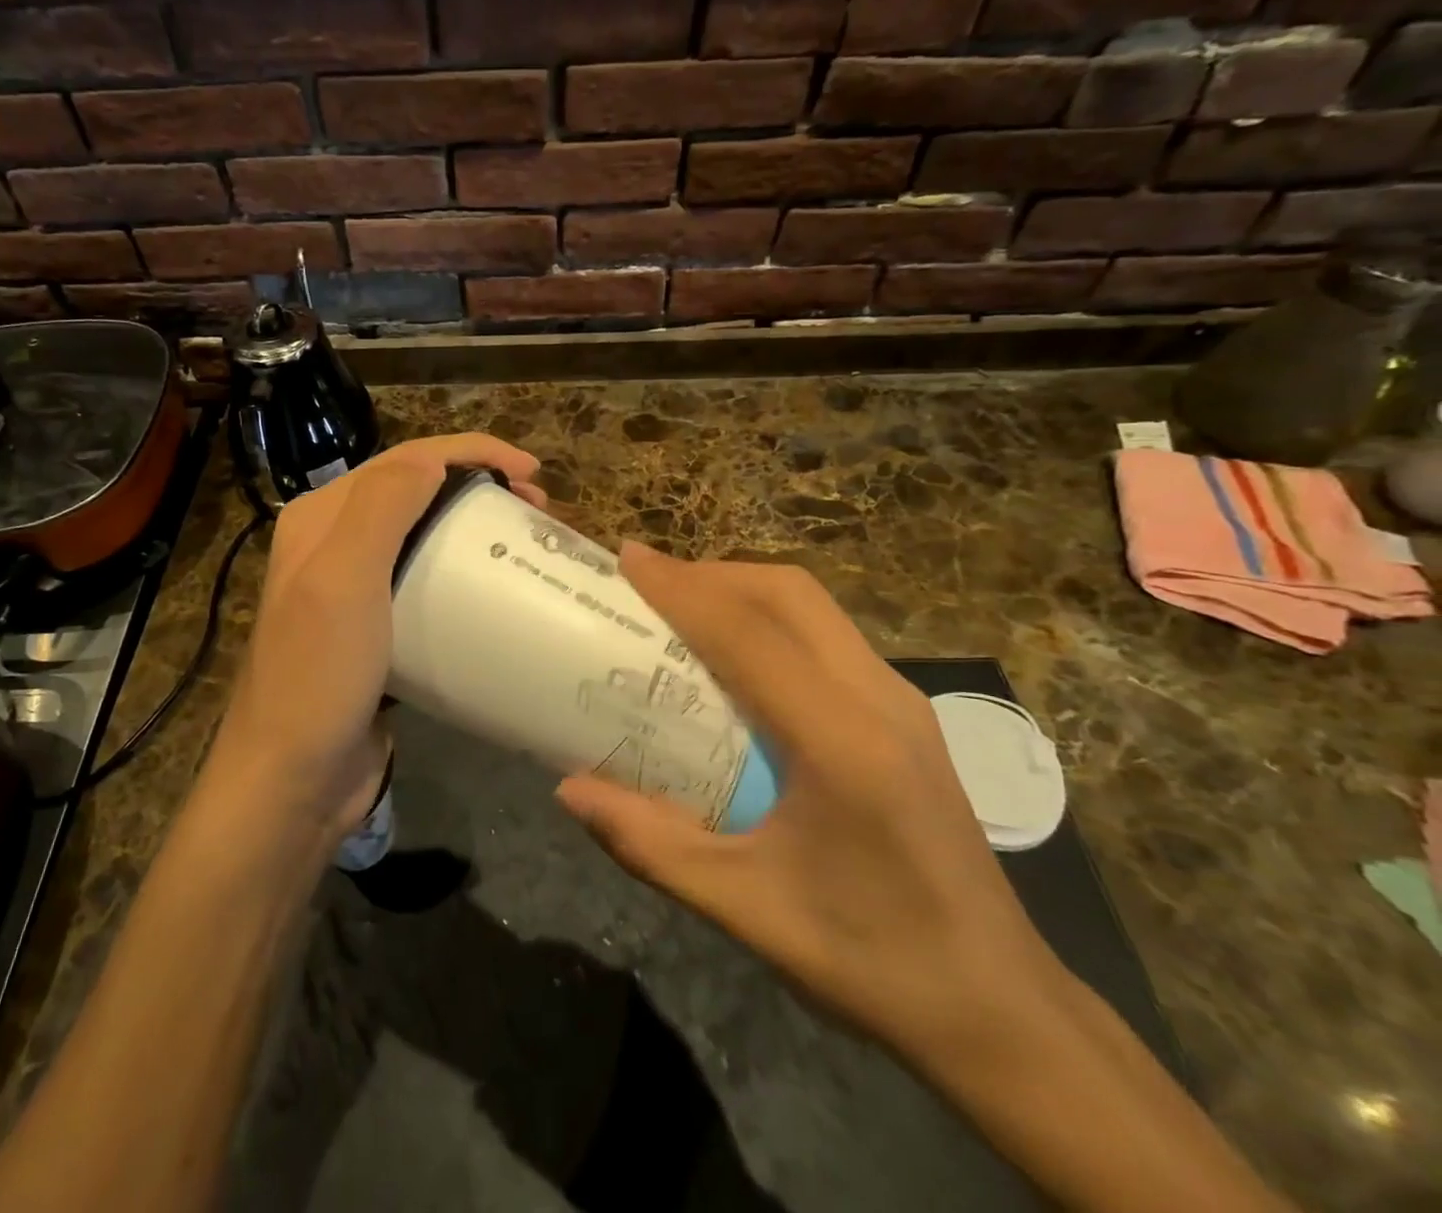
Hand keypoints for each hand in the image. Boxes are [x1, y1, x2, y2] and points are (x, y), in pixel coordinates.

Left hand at [216, 433, 544, 841]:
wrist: (292, 780)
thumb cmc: (319, 674)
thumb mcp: (344, 579)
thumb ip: (382, 506)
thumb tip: (434, 460)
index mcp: (321, 518)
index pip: (404, 460)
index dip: (471, 452)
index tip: (532, 473)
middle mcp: (334, 543)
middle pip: (417, 492)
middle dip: (479, 485)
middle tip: (537, 510)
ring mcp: (354, 589)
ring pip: (424, 536)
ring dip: (474, 527)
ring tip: (524, 541)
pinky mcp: (376, 631)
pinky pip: (426, 584)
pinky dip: (463, 574)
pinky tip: (493, 591)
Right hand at [555, 543, 1063, 1065]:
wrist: (1000, 1009)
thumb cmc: (871, 961)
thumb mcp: (745, 909)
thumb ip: (650, 844)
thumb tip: (568, 790)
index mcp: (843, 742)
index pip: (750, 634)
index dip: (682, 588)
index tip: (627, 559)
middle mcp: (879, 700)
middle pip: (789, 595)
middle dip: (712, 574)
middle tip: (648, 583)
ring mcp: (901, 702)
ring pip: (814, 608)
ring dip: (743, 590)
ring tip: (682, 607)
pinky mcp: (905, 716)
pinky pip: (828, 636)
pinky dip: (772, 619)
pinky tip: (736, 657)